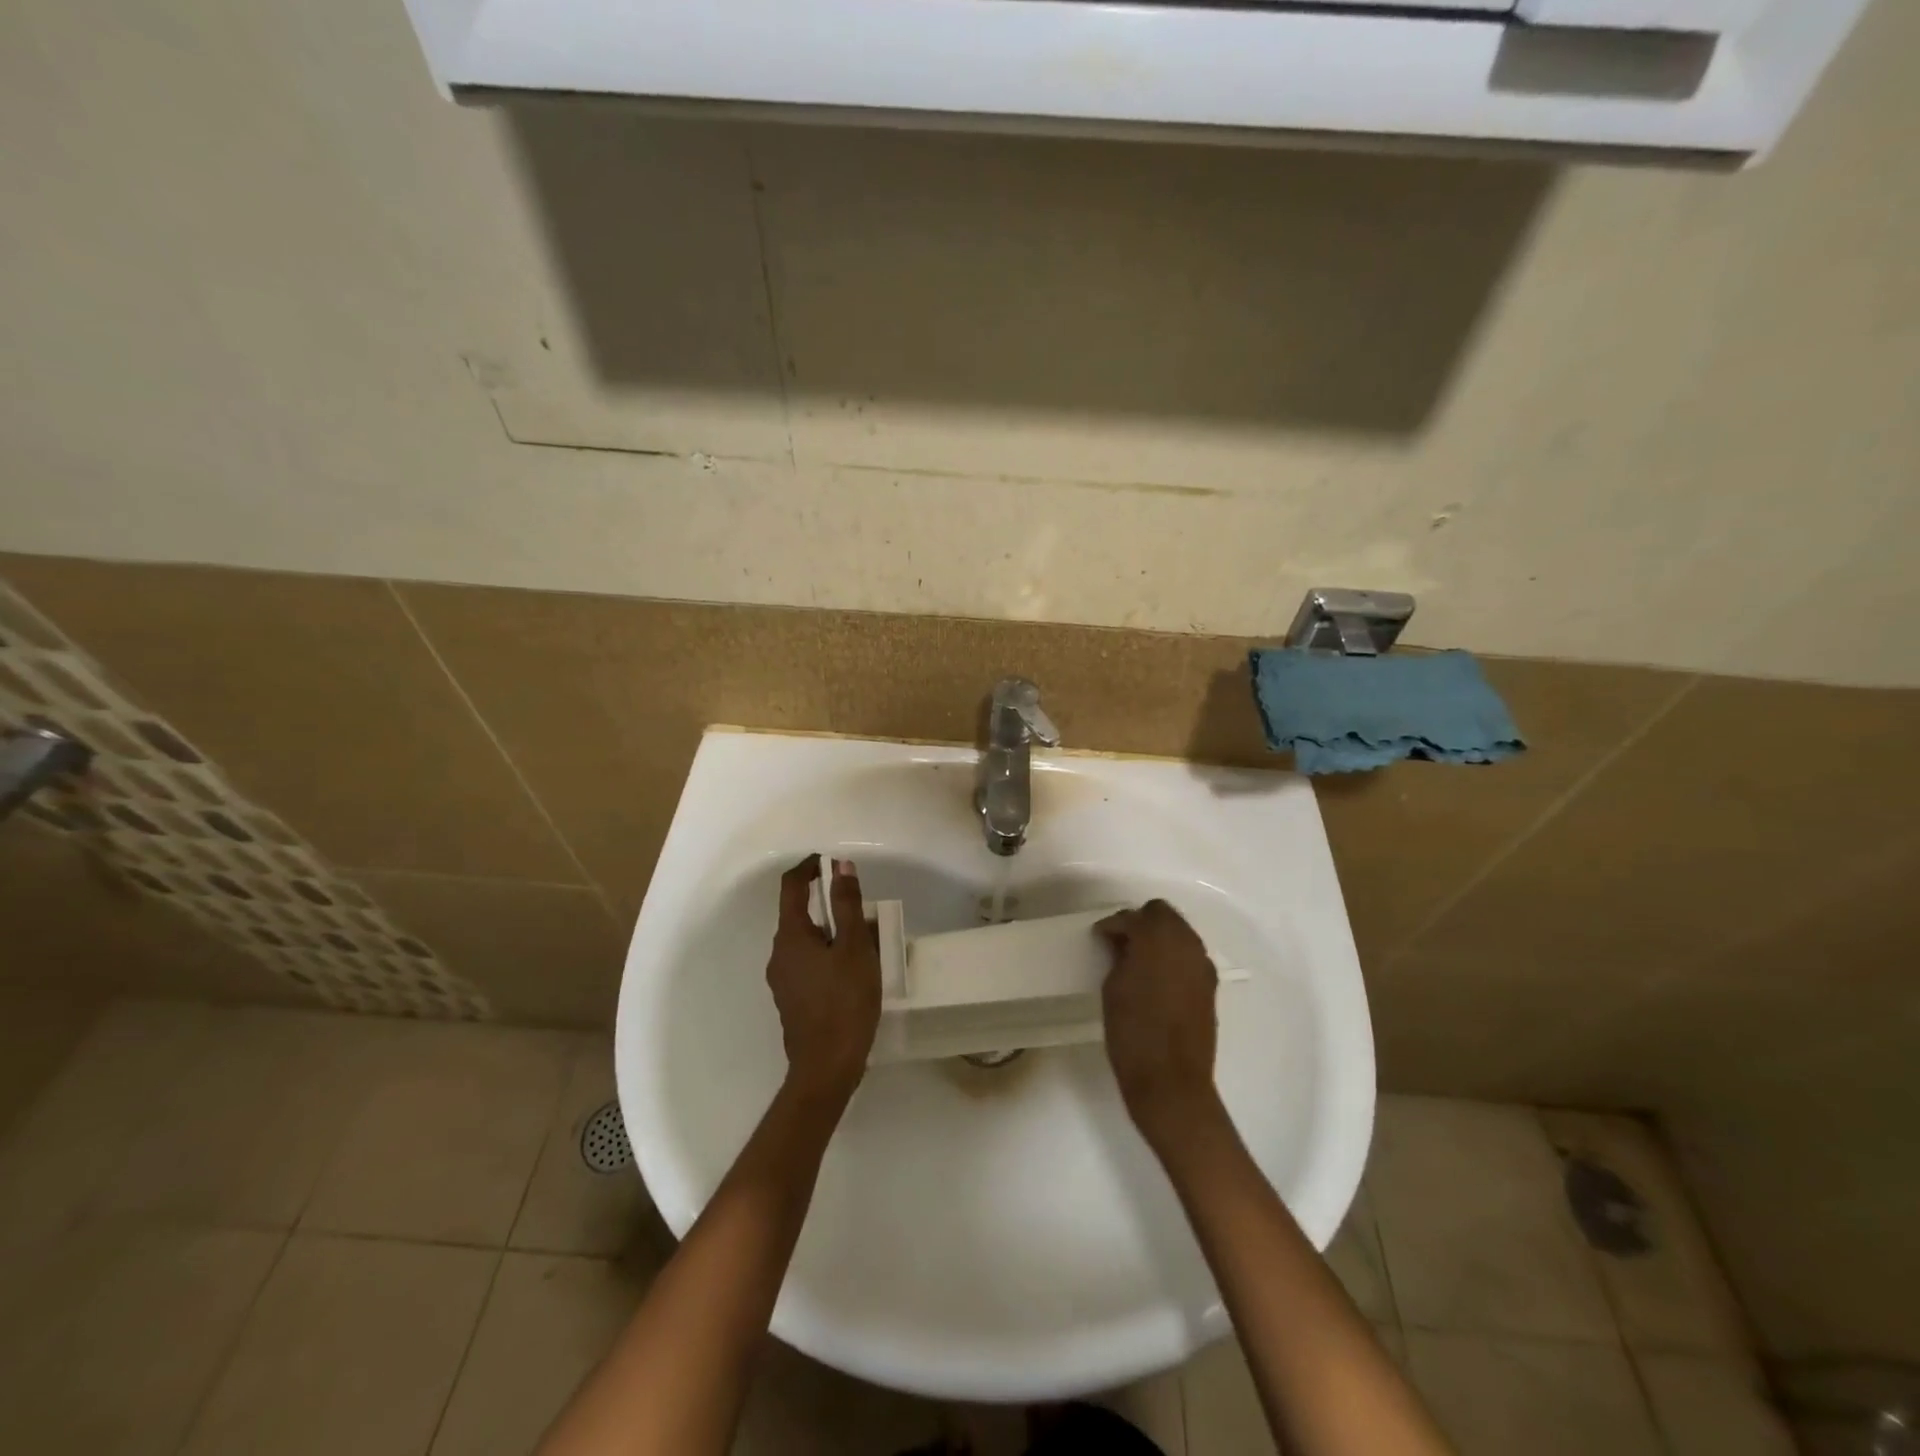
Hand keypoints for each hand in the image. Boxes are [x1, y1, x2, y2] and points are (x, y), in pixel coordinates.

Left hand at [766, 855, 881, 1107]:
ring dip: (831, 934)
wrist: (827, 1068)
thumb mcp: (855, 947)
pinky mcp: (792, 1001)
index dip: (809, 868)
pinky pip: (808, 964)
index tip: (830, 862)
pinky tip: (852, 974)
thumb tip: (840, 866)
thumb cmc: (844, 1002)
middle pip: (799, 915)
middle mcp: (779, 954)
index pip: (791, 887)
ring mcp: (782, 980)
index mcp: (790, 936)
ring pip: (806, 942)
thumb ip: (847, 905)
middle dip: (829, 906)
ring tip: (865, 945)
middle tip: (862, 912)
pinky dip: (828, 957)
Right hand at [1097, 900, 1222, 1150]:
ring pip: (1179, 933)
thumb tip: (1124, 944)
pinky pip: (1189, 956)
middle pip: (1163, 914)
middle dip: (1141, 923)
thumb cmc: (1132, 1032)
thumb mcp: (1113, 988)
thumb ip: (1120, 957)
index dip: (1113, 926)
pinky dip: (1172, 958)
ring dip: (1159, 938)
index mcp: (1157, 938)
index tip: (1100, 939)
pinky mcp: (1210, 985)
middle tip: (1120, 944)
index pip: (1132, 917)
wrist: (1171, 1082)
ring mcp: (1202, 964)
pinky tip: (1156, 979)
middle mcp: (1185, 943)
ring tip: (1137, 961)